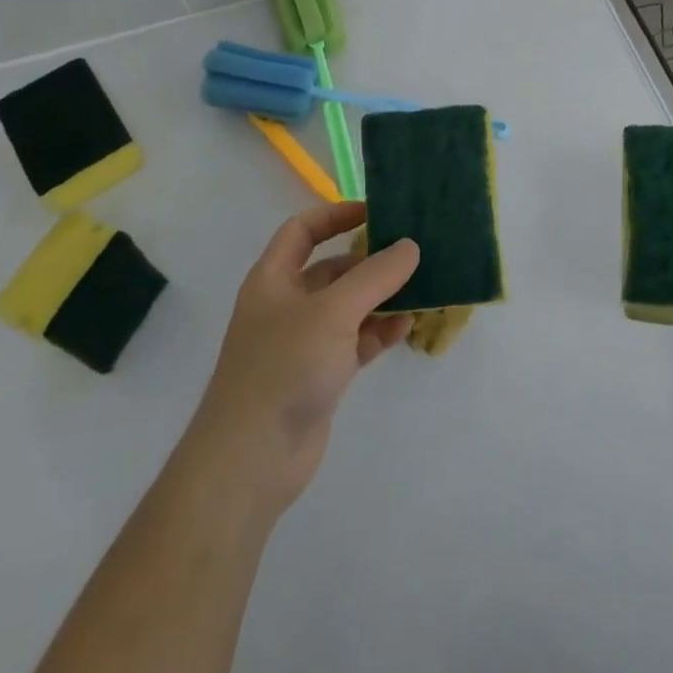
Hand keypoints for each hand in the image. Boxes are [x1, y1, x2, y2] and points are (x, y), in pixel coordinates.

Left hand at [188, 201, 418, 512]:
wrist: (251, 459)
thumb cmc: (285, 367)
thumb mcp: (333, 311)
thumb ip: (375, 275)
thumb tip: (410, 246)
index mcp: (274, 278)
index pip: (303, 230)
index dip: (336, 215)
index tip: (376, 213)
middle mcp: (286, 304)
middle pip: (332, 269)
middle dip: (369, 260)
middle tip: (412, 252)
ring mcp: (303, 342)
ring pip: (348, 307)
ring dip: (381, 297)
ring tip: (421, 288)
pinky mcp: (320, 375)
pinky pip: (355, 341)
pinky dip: (379, 331)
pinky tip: (407, 326)